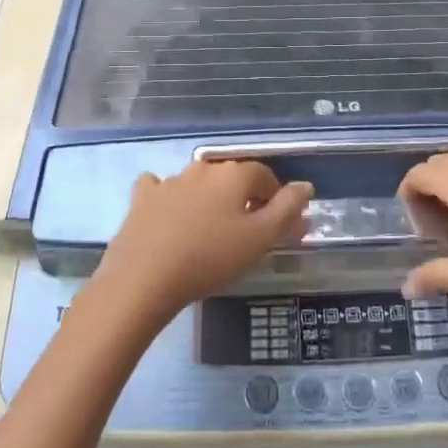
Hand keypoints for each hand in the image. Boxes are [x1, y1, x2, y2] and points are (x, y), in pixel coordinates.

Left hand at [91, 160, 313, 325]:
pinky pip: (161, 189)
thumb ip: (287, 210)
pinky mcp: (142, 198)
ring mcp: (169, 181)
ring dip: (207, 200)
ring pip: (198, 183)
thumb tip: (305, 185)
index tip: (274, 226)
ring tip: (207, 233)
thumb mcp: (260, 239)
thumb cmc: (210, 258)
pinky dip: (169, 198)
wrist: (143, 279)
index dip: (274, 198)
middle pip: (231, 178)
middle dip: (241, 199)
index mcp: (234, 174)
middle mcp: (203, 168)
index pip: (265, 176)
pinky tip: (169, 217)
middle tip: (243, 233)